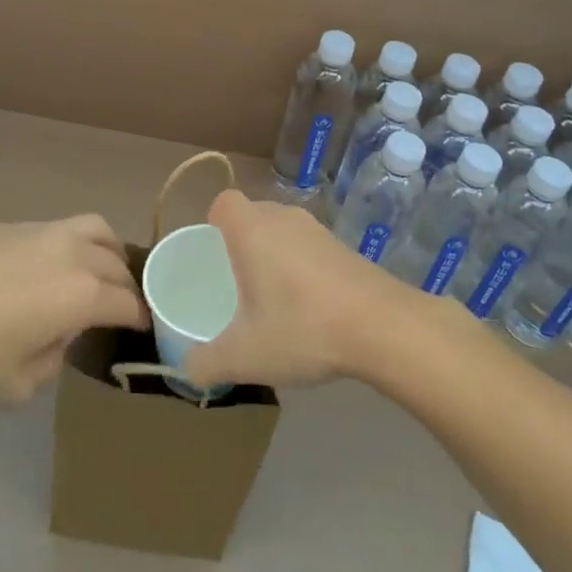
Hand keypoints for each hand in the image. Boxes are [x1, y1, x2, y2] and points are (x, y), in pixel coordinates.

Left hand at [0, 216, 147, 404]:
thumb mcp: (17, 385)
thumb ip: (52, 364)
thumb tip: (59, 338)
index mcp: (84, 296)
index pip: (128, 304)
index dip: (141, 318)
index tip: (143, 328)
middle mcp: (77, 256)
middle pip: (119, 266)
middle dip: (127, 288)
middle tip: (121, 307)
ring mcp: (50, 233)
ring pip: (100, 232)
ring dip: (112, 253)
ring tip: (104, 269)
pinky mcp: (23, 224)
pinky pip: (69, 226)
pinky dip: (82, 241)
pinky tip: (61, 261)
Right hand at [181, 190, 419, 390]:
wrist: (383, 327)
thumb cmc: (302, 328)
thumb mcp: (243, 356)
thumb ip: (206, 363)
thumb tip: (188, 369)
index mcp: (252, 230)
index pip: (224, 202)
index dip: (213, 222)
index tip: (212, 254)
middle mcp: (284, 219)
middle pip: (253, 214)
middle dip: (241, 242)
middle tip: (236, 283)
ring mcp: (319, 231)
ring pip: (284, 230)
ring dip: (274, 255)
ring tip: (272, 299)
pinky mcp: (345, 248)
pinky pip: (310, 246)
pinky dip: (302, 267)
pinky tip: (309, 307)